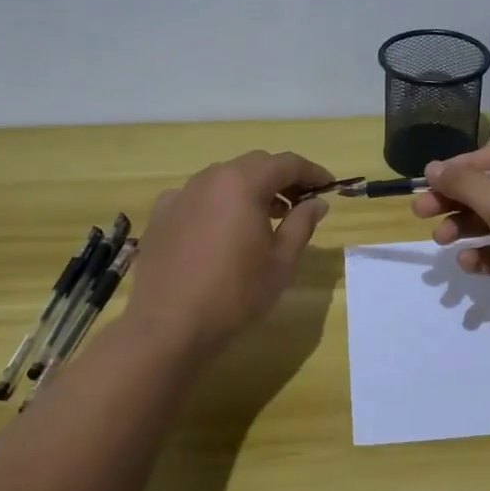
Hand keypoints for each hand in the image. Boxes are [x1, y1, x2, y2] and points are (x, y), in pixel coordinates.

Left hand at [124, 151, 335, 356]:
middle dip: (281, 178)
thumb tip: (317, 202)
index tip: (329, 187)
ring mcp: (180, 195)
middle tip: (300, 203)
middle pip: (254, 165)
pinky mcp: (160, 216)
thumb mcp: (281, 261)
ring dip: (249, 190)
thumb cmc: (235, 294)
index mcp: (243, 184)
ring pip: (223, 178)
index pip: (286, 163)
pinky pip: (196, 197)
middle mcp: (209, 179)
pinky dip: (217, 204)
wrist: (168, 327)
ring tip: (264, 219)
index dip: (312, 172)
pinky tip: (220, 231)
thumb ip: (302, 224)